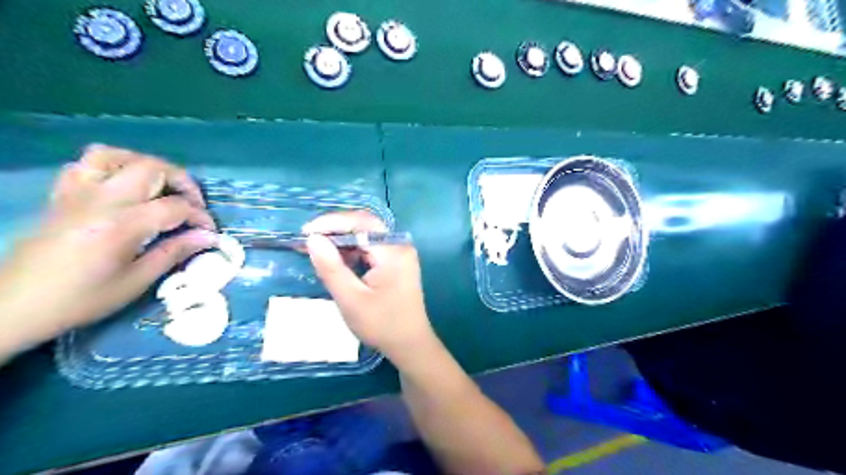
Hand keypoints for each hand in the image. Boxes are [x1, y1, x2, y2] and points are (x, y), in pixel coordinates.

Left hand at [0, 144, 214, 356]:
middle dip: (183, 182)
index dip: (200, 216)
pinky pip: (86, 164)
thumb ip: (174, 252)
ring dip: (146, 165)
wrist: (16, 304)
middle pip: (152, 168)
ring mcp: (77, 193)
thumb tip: (207, 237)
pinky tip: (124, 185)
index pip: (175, 206)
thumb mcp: (137, 281)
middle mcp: (100, 199)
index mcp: (121, 224)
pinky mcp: (62, 195)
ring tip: (161, 186)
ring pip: (116, 155)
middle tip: (192, 205)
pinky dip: (112, 166)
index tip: (209, 232)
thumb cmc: (82, 298)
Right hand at [305, 209, 435, 360]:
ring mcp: (400, 254)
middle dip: (335, 229)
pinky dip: (352, 250)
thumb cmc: (382, 325)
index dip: (332, 222)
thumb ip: (331, 268)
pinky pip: (371, 247)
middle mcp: (400, 246)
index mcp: (393, 251)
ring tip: (317, 249)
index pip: (362, 222)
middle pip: (365, 225)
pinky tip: (336, 259)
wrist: (410, 344)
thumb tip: (313, 239)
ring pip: (367, 235)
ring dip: (342, 240)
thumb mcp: (351, 299)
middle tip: (309, 239)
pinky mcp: (396, 262)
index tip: (306, 232)